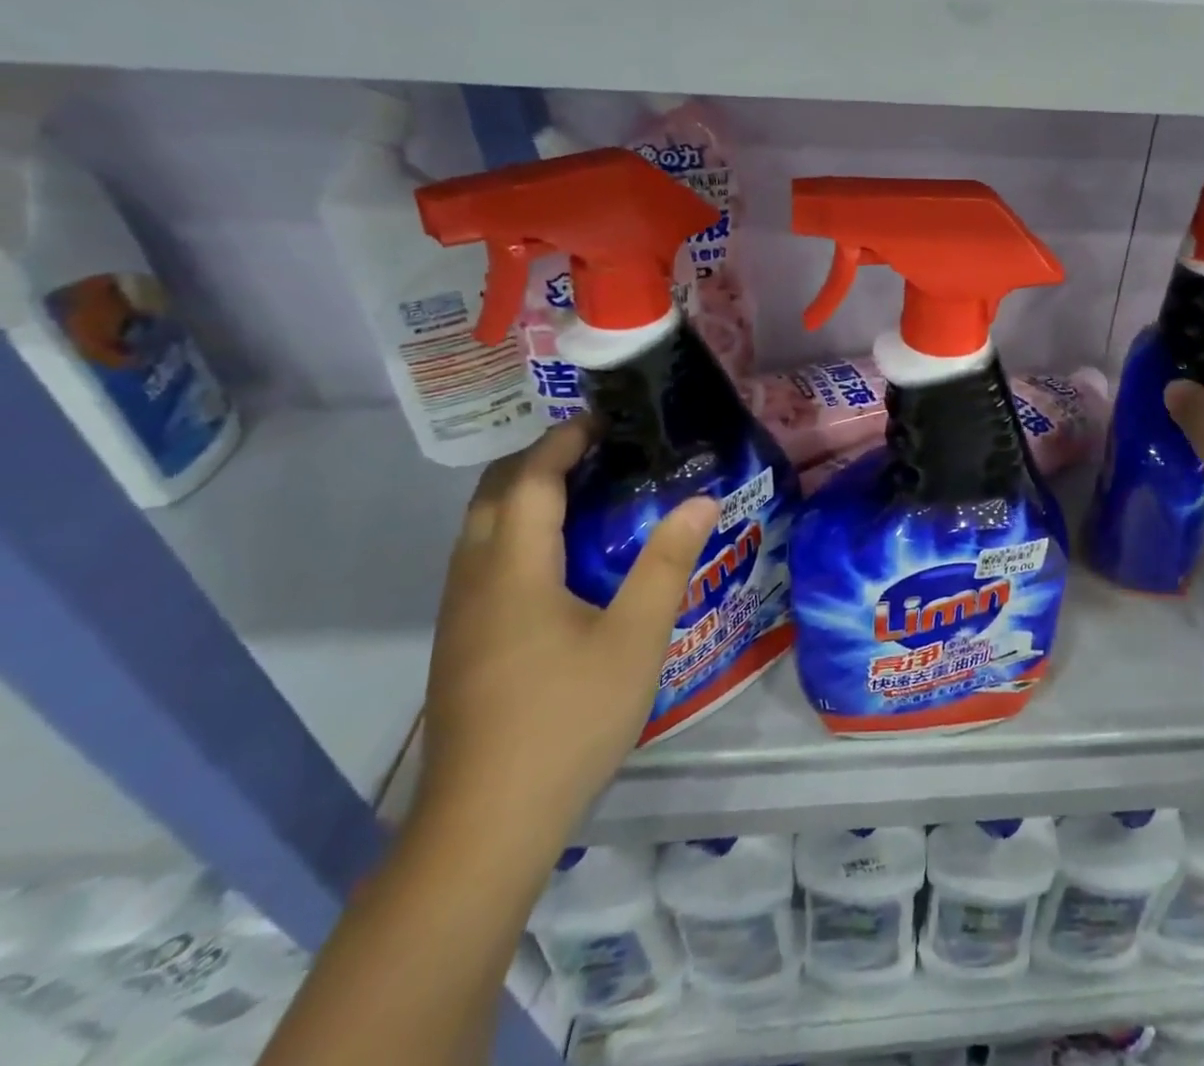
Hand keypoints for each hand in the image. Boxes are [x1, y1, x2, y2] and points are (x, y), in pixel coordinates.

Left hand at [416, 420, 717, 855]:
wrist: (485, 825)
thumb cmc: (568, 719)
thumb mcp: (636, 638)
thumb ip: (667, 563)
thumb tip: (701, 500)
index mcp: (512, 570)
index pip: (530, 480)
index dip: (563, 442)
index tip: (603, 420)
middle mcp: (473, 581)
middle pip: (493, 496)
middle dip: (537, 461)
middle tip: (596, 450)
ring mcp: (460, 617)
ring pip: (481, 531)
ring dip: (523, 497)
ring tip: (582, 493)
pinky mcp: (460, 646)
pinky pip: (482, 563)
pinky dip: (515, 534)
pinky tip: (557, 561)